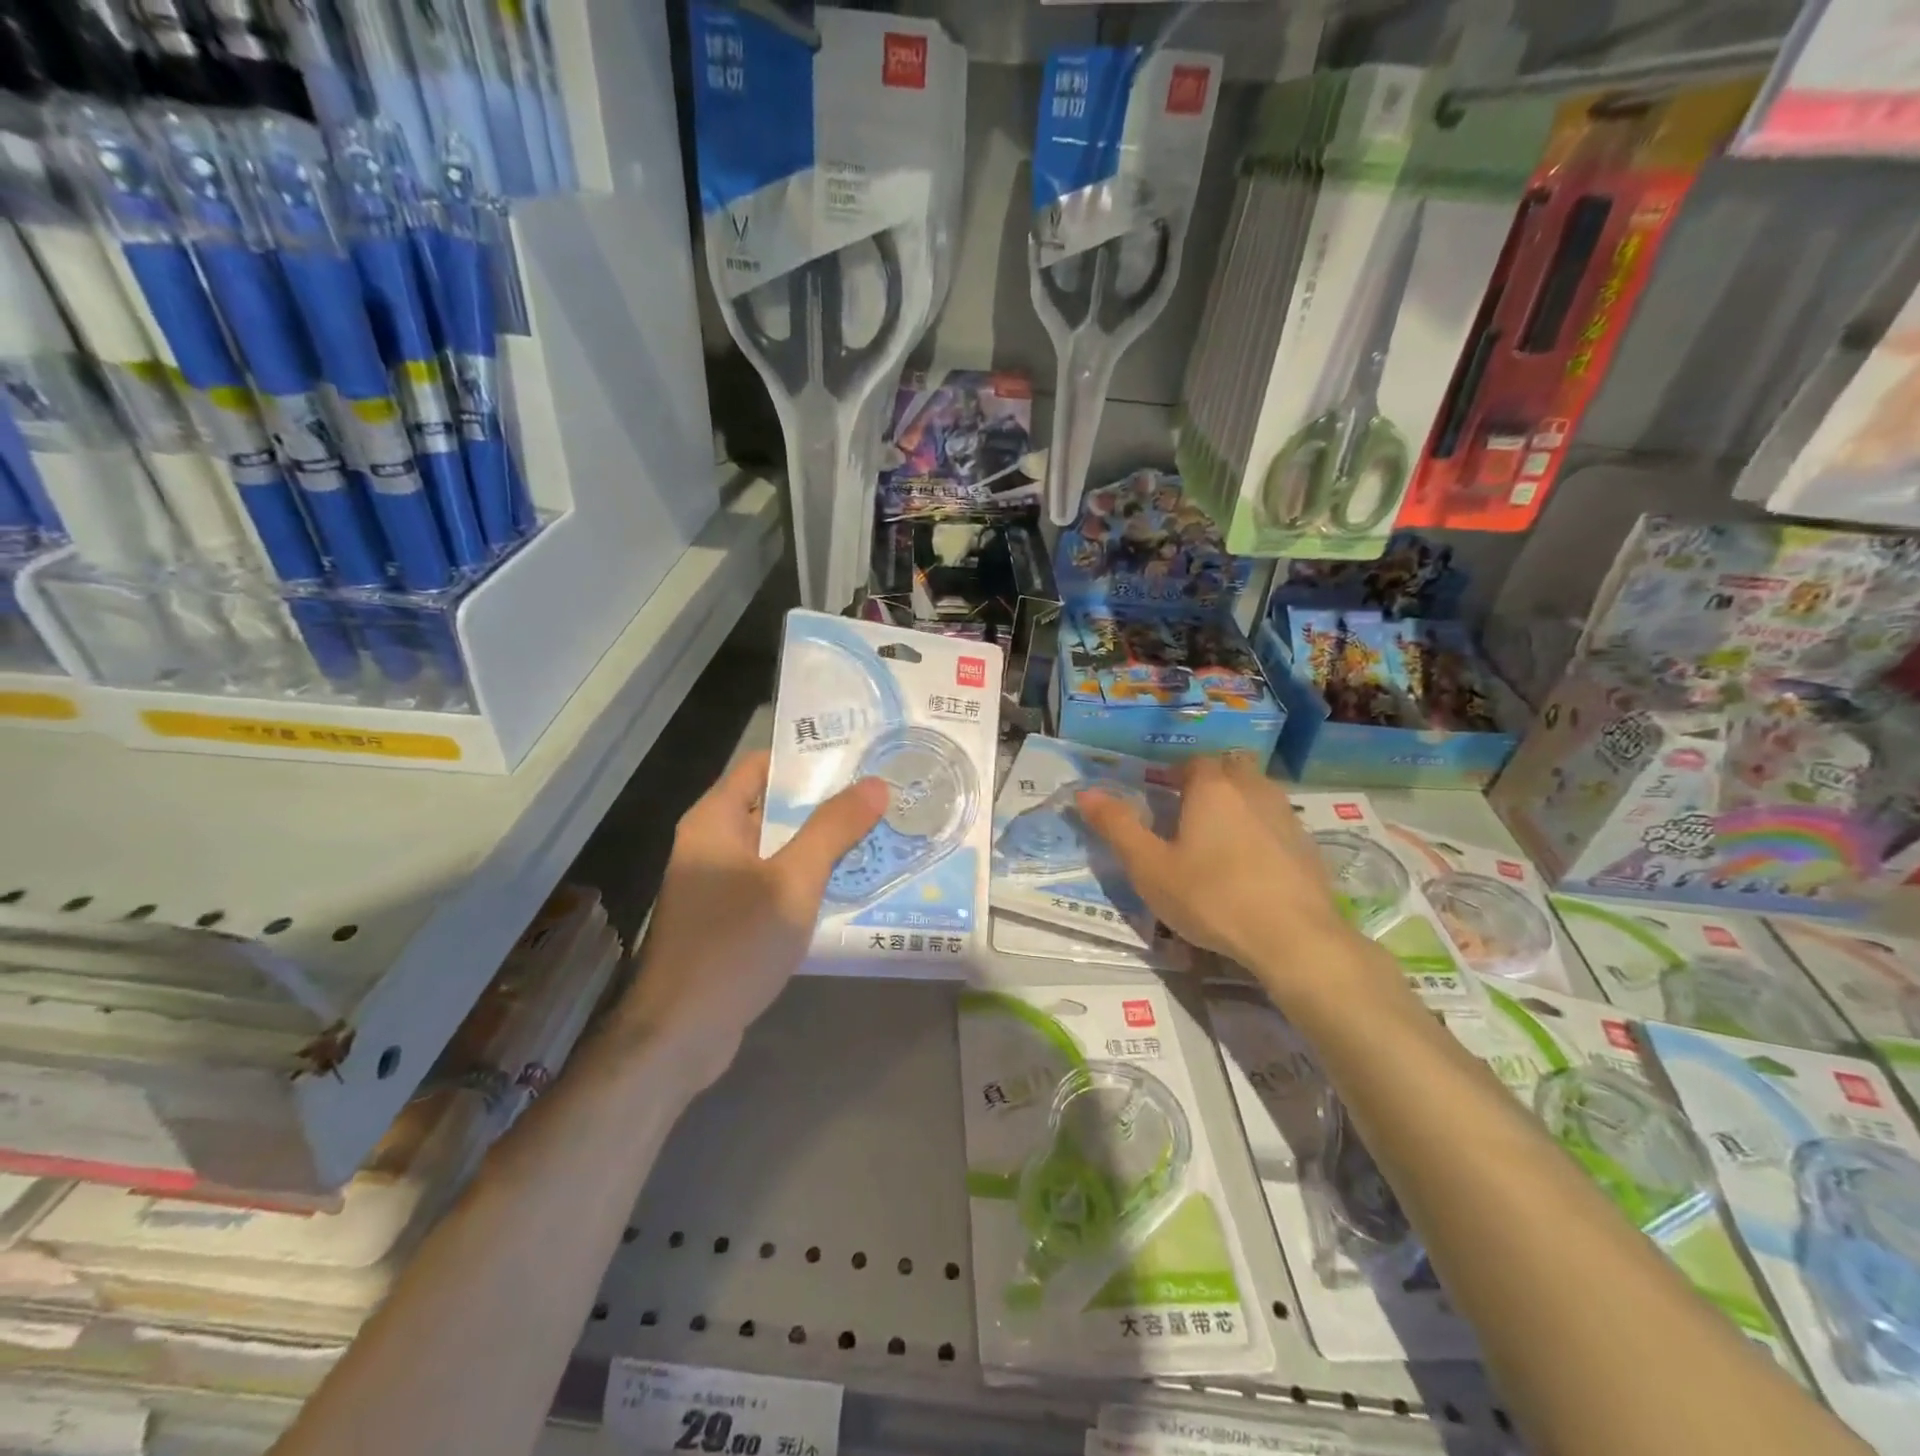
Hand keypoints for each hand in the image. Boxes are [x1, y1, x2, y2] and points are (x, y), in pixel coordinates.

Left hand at [621, 750, 886, 1090]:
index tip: (858, 756)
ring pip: (779, 848)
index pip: (763, 765)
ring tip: (878, 833)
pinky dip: (807, 879)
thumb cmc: (733, 945)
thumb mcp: (792, 882)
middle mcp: (712, 843)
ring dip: (821, 843)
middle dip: (826, 803)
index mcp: (715, 820)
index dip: (808, 757)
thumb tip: (876, 784)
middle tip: (881, 796)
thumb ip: (833, 830)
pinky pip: (774, 883)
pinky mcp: (730, 918)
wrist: (680, 1034)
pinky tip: (850, 884)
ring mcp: (719, 883)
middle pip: (774, 806)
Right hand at [1077, 755, 1365, 989]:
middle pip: (1230, 768)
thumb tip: (1084, 792)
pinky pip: (1278, 824)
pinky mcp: (1308, 846)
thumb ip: (1117, 826)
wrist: (1293, 937)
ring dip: (1238, 803)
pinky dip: (1262, 832)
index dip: (1175, 775)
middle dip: (1210, 780)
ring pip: (1258, 793)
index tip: (1161, 796)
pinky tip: (1251, 866)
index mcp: (1211, 788)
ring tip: (1219, 838)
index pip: (1193, 762)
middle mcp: (1252, 789)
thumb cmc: (1211, 896)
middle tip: (1190, 812)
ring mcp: (1286, 816)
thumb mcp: (1149, 867)